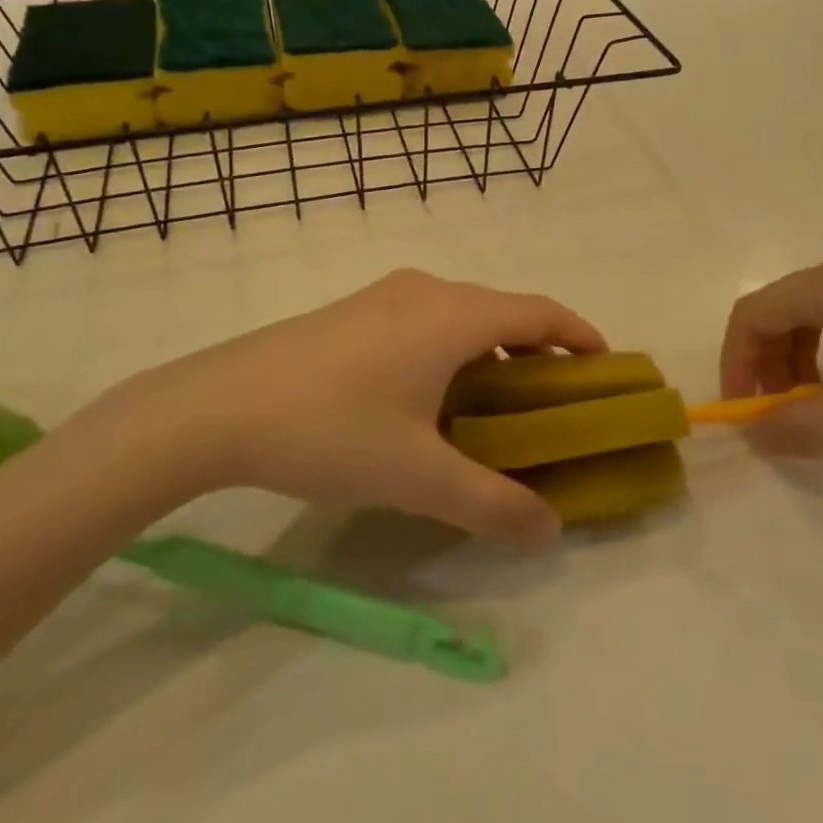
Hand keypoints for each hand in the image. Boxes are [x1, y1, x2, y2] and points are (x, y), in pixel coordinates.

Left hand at [99, 271, 602, 545]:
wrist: (218, 405)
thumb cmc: (331, 429)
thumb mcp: (417, 476)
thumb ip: (490, 504)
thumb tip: (548, 531)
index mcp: (452, 315)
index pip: (539, 311)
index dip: (580, 333)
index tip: (604, 365)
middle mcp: (425, 291)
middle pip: (502, 309)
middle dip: (538, 349)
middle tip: (553, 400)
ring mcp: (383, 296)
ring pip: (460, 315)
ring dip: (491, 349)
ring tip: (497, 402)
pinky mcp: (353, 311)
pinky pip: (425, 320)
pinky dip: (452, 348)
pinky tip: (431, 396)